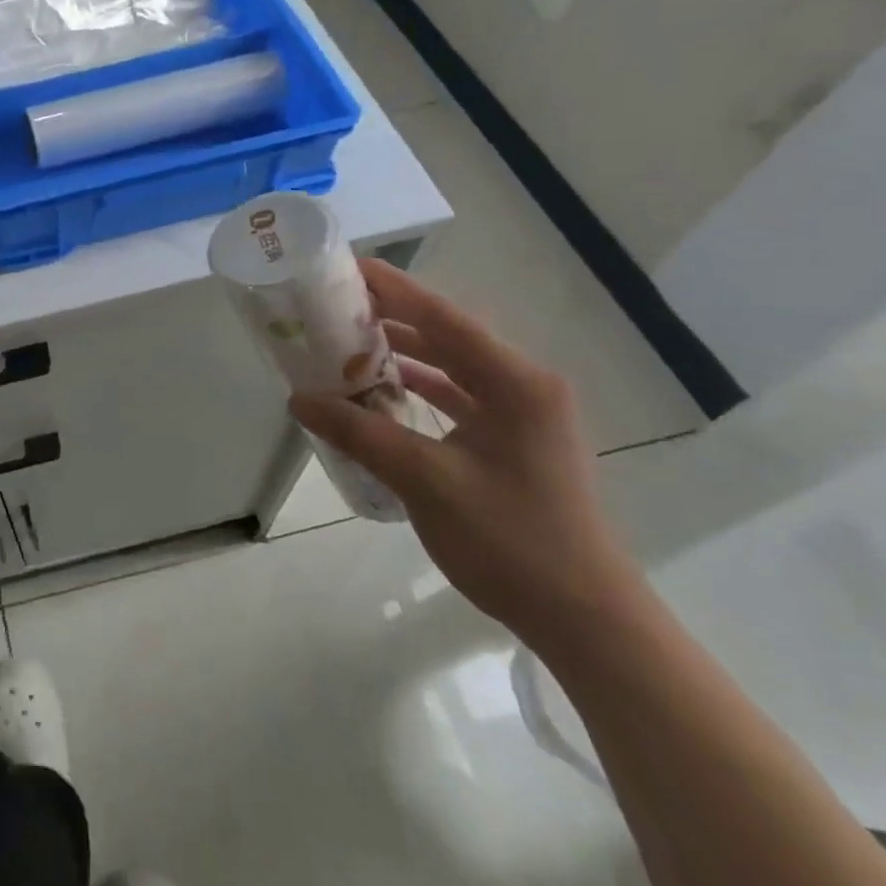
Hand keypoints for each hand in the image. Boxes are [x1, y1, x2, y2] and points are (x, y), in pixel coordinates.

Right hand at [289, 259, 645, 652]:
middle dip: (391, 317)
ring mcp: (524, 415)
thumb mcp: (425, 481)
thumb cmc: (512, 541)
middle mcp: (524, 386)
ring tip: (346, 342)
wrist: (586, 620)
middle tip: (333, 306)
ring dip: (402, 354)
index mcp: (515, 383)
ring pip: (453, 366)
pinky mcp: (515, 441)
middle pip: (448, 336)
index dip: (393, 287)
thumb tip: (298, 399)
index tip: (345, 266)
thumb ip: (359, 432)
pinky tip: (381, 392)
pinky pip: (459, 397)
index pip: (443, 317)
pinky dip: (419, 389)